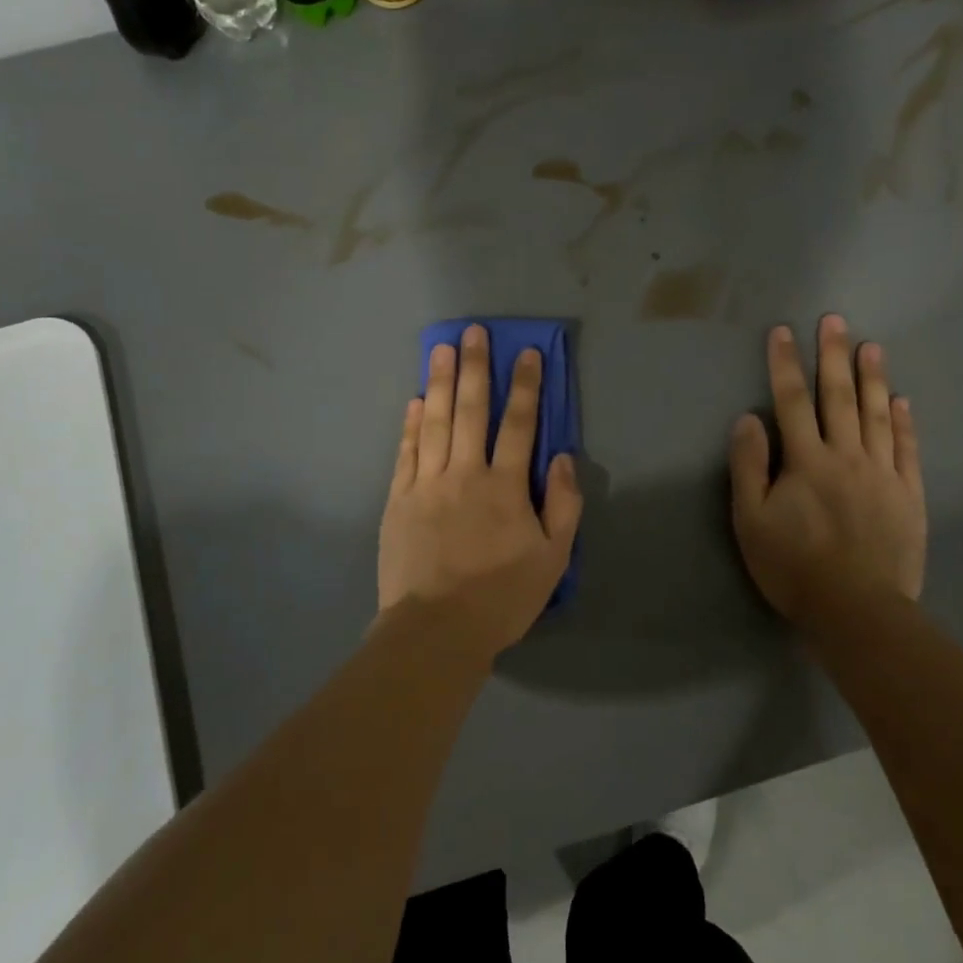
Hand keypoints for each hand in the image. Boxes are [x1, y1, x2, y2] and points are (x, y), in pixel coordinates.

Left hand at [378, 325, 582, 658]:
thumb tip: (562, 456)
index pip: (520, 424)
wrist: (436, 630)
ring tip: (442, 348)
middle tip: (474, 332)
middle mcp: (465, 474)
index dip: (526, 386)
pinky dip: (411, 424)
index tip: (526, 353)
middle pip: (471, 411)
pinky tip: (414, 401)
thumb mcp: (553, 558)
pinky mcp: (398, 500)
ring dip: (440, 382)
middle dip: (476, 368)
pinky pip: (406, 452)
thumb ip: (564, 504)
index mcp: (505, 486)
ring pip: (435, 422)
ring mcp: (426, 484)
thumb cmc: (501, 597)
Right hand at [730, 317, 925, 626]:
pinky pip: (906, 448)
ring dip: (872, 378)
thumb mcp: (750, 520)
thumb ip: (749, 466)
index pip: (790, 402)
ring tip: (871, 346)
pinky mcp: (908, 494)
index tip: (782, 331)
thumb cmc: (793, 566)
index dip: (784, 365)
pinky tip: (900, 401)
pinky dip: (902, 422)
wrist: (857, 608)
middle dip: (833, 356)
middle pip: (838, 398)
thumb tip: (749, 419)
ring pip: (876, 415)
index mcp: (805, 461)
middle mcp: (846, 456)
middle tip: (834, 320)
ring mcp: (883, 473)